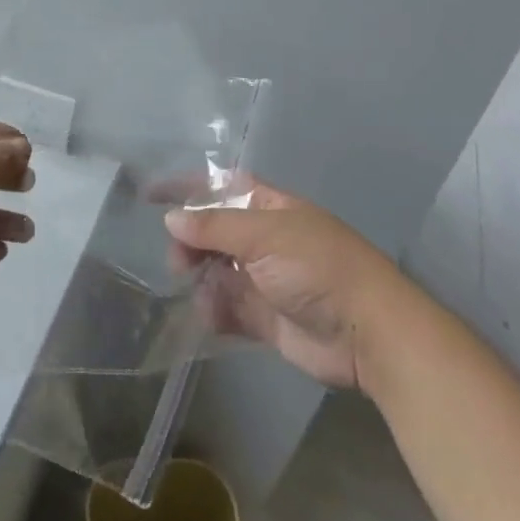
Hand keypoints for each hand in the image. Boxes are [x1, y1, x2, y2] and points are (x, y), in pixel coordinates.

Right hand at [166, 181, 409, 392]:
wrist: (367, 332)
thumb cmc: (317, 267)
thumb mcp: (263, 236)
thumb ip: (214, 227)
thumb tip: (171, 218)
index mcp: (269, 208)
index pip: (221, 187)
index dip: (189, 188)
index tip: (152, 196)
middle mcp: (264, 239)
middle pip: (213, 233)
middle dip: (190, 243)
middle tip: (178, 263)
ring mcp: (264, 279)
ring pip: (216, 272)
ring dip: (201, 280)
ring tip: (198, 291)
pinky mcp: (265, 318)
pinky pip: (228, 309)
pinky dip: (214, 312)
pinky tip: (212, 316)